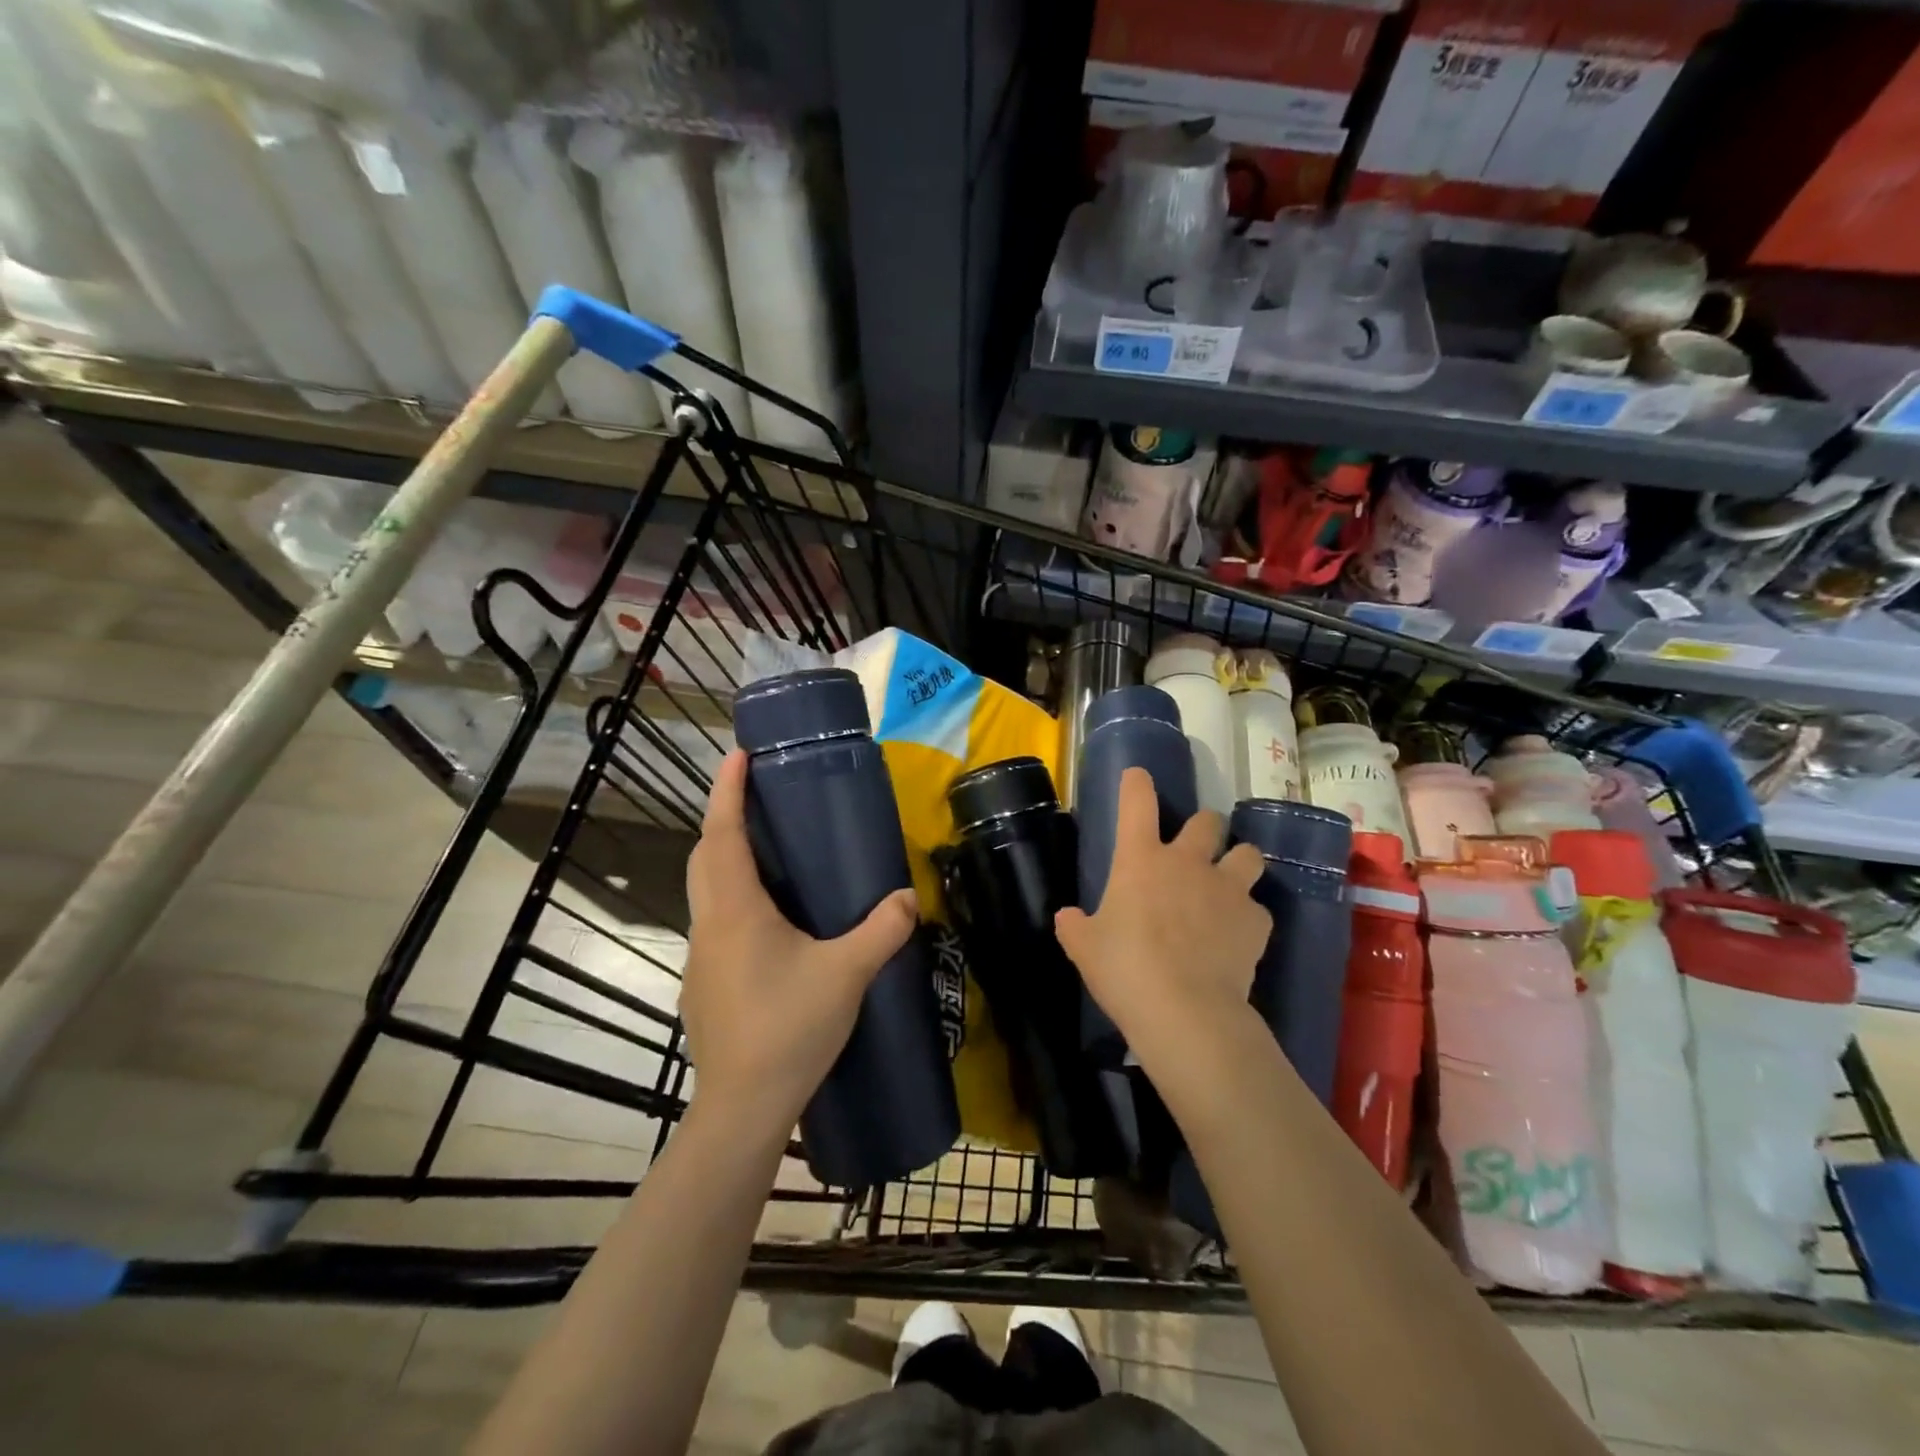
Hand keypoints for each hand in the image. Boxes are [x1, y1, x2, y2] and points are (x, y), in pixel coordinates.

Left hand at [681, 751, 918, 1135]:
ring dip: (726, 859)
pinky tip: (769, 921)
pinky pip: (715, 921)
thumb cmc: (789, 1029)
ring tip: (767, 852)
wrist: (743, 1106)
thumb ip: (882, 930)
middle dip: (724, 820)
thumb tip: (907, 898)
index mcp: (736, 910)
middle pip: (705, 857)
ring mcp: (701, 956)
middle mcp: (710, 925)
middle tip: (757, 800)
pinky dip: (733, 898)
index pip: (723, 834)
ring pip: (706, 890)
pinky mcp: (705, 983)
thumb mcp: (847, 974)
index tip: (737, 755)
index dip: (728, 791)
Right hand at [1054, 768, 1270, 1063]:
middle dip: (1204, 828)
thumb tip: (1067, 918)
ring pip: (1248, 854)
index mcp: (1141, 859)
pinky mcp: (1255, 921)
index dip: (1137, 784)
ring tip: (1230, 881)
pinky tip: (1237, 937)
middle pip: (1207, 821)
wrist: (1184, 1009)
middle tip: (1197, 847)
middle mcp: (1188, 862)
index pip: (1137, 803)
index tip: (1138, 776)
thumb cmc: (1124, 969)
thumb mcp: (1085, 948)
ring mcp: (1227, 888)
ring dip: (1239, 862)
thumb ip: (1075, 926)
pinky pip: (1257, 909)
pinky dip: (1247, 918)